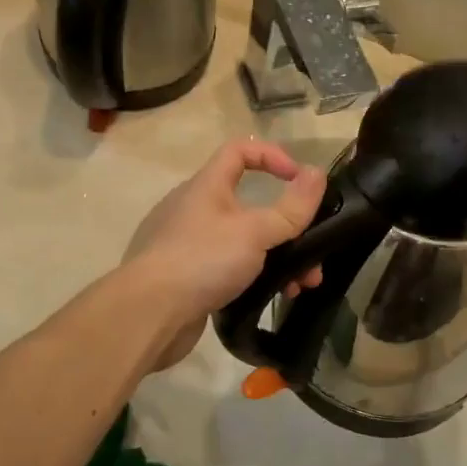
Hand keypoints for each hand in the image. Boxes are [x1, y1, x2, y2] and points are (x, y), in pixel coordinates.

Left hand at [124, 138, 327, 369]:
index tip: (300, 180)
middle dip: (286, 226)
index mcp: (207, 186)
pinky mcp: (187, 276)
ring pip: (242, 241)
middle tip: (312, 253)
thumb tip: (318, 174)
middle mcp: (195, 208)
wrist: (148, 314)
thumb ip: (291, 208)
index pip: (240, 151)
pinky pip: (228, 267)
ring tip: (301, 286)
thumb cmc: (202, 260)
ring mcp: (188, 244)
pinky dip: (254, 276)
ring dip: (277, 258)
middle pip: (249, 203)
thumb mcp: (255, 232)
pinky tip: (272, 296)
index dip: (273, 156)